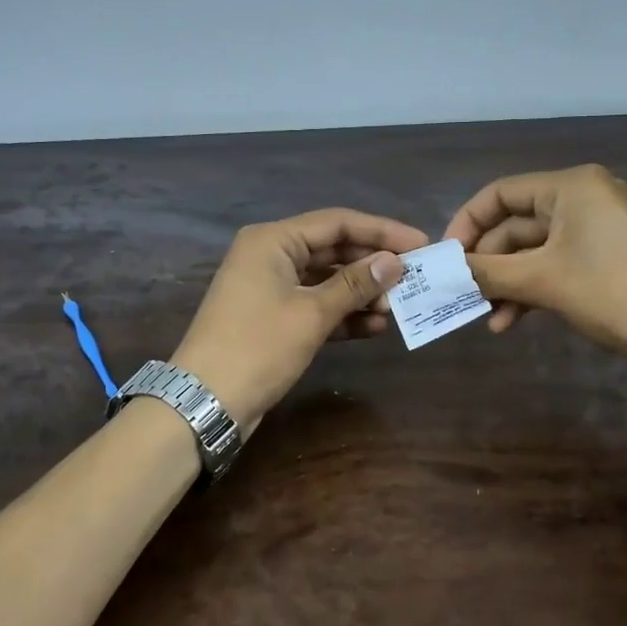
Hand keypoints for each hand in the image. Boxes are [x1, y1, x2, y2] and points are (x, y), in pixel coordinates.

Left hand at [172, 208, 427, 428]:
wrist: (205, 402)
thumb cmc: (258, 347)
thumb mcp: (312, 314)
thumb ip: (355, 284)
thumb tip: (395, 263)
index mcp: (273, 240)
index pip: (337, 223)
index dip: (382, 232)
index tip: (421, 244)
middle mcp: (271, 255)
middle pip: (333, 249)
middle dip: (372, 265)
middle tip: (415, 278)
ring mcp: (270, 287)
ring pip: (326, 280)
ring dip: (361, 293)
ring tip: (398, 307)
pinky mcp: (273, 317)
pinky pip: (316, 305)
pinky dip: (343, 314)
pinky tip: (375, 326)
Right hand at [443, 165, 626, 378]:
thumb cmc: (609, 292)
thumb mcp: (540, 281)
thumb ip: (486, 271)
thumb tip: (441, 270)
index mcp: (570, 186)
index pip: (500, 194)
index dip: (466, 224)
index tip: (447, 258)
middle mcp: (584, 197)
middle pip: (516, 225)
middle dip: (489, 264)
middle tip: (463, 295)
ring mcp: (598, 227)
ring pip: (534, 250)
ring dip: (508, 282)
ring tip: (487, 317)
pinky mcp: (607, 255)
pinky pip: (557, 263)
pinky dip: (533, 288)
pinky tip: (510, 322)